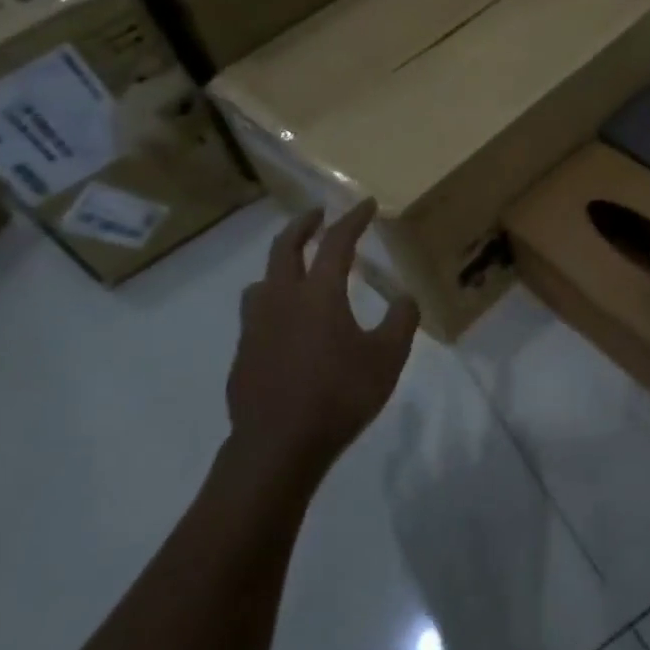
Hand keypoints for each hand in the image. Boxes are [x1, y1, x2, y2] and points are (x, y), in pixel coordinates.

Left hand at [225, 202, 419, 487]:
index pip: (336, 243)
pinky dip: (274, 301)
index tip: (365, 204)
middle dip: (304, 225)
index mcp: (318, 294)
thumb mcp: (388, 358)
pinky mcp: (244, 352)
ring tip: (298, 271)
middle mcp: (282, 299)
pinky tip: (287, 324)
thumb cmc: (339, 396)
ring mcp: (256, 326)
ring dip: (282, 264)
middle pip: (285, 247)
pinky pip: (257, 312)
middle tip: (318, 215)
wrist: (278, 445)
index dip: (352, 220)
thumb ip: (401, 321)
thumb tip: (405, 297)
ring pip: (263, 280)